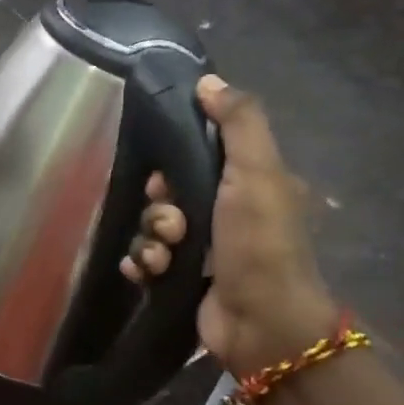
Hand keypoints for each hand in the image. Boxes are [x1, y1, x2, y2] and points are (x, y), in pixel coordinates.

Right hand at [122, 74, 336, 375]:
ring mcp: (202, 252)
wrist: (261, 324)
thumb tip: (209, 80)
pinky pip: (145, 260)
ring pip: (154, 229)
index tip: (166, 178)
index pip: (196, 157)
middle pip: (168, 195)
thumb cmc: (260, 242)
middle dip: (160, 209)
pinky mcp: (181, 281)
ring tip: (165, 258)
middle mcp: (225, 215)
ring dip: (151, 240)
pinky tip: (146, 272)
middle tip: (173, 225)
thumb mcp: (257, 172)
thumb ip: (238, 122)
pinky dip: (142, 264)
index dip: (173, 163)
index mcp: (248, 185)